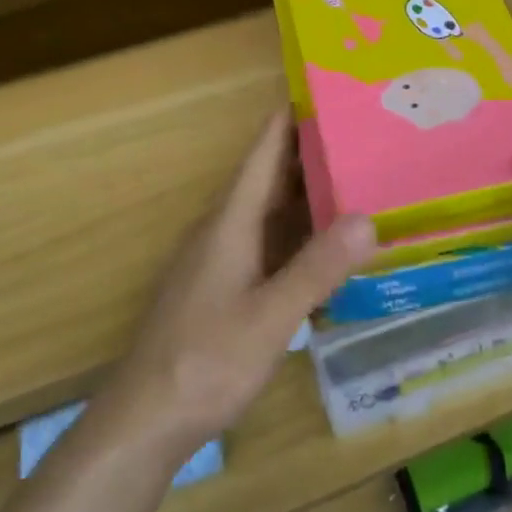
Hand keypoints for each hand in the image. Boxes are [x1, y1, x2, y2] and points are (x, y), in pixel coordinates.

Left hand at [100, 111, 379, 461]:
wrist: (144, 422)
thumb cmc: (205, 362)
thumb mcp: (270, 317)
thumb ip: (317, 268)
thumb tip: (367, 217)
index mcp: (231, 222)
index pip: (264, 152)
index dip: (291, 117)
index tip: (329, 89)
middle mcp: (224, 230)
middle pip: (271, 177)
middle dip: (313, 152)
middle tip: (366, 134)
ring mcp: (222, 260)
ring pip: (271, 212)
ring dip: (308, 193)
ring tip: (359, 178)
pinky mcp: (224, 288)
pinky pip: (269, 243)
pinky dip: (300, 233)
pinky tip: (329, 245)